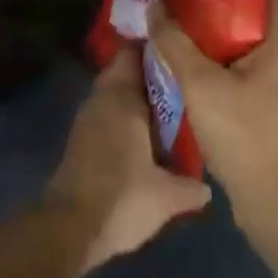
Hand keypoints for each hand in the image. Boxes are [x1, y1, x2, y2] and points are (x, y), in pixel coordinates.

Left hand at [45, 49, 210, 273]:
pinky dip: (124, 116)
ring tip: (169, 110)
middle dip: (149, 75)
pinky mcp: (80, 139)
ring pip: (115, 93)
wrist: (69, 228)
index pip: (134, 53)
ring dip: (136, 98)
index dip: (156, 50)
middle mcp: (102, 98)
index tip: (179, 54)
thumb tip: (207, 187)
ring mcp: (87, 118)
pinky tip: (145, 137)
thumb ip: (190, 186)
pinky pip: (107, 113)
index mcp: (122, 96)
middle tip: (180, 84)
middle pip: (125, 71)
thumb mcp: (166, 197)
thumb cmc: (121, 198)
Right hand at [146, 0, 277, 254]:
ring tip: (188, 11)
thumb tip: (154, 7)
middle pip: (264, 2)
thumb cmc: (248, 138)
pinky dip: (233, 46)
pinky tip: (201, 51)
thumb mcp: (202, 87)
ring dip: (227, 20)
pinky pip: (259, 55)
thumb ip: (175, 44)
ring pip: (260, 31)